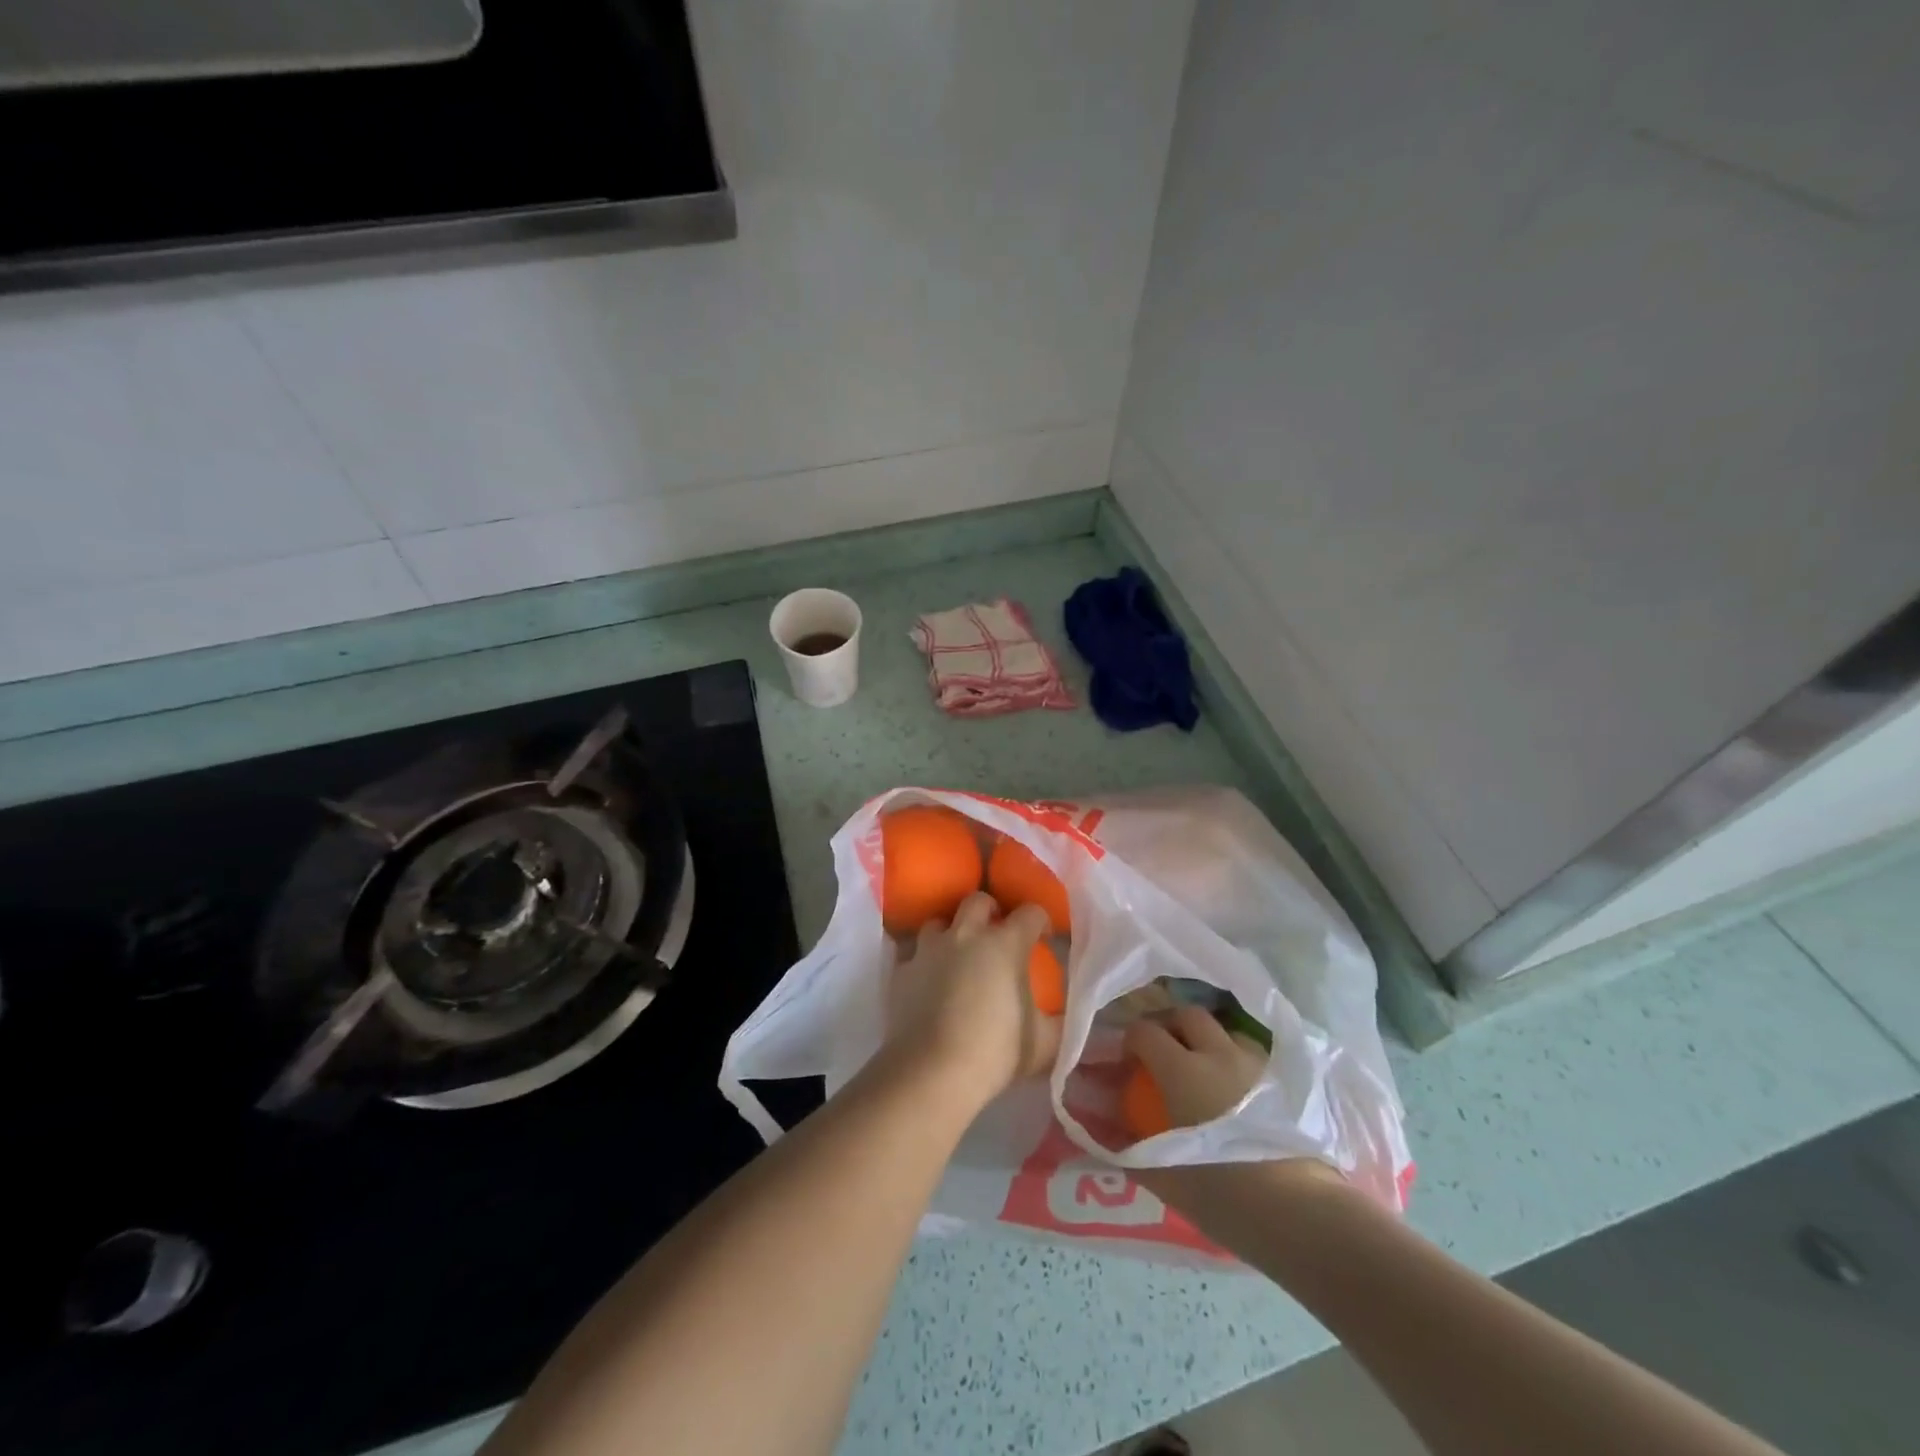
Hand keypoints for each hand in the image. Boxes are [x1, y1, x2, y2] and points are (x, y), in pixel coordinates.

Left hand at [886, 893, 1059, 1109]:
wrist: (933, 1071)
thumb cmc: (995, 1052)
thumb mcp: (1043, 1043)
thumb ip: (1059, 1022)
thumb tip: (1065, 1015)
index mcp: (1005, 944)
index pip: (1030, 913)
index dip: (1040, 921)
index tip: (1043, 938)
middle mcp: (966, 934)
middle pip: (979, 901)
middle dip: (990, 911)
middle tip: (996, 935)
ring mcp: (929, 949)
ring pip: (939, 922)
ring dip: (951, 932)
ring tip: (956, 955)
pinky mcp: (902, 970)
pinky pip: (914, 955)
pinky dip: (923, 963)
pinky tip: (927, 983)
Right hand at [1125, 1006, 1348, 1215]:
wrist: (1303, 1215)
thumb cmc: (1227, 1197)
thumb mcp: (1167, 1180)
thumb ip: (1130, 1152)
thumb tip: (1103, 1134)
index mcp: (1182, 1071)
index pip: (1145, 1031)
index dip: (1132, 1041)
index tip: (1130, 1064)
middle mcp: (1219, 1054)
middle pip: (1188, 1015)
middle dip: (1172, 1027)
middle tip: (1167, 1055)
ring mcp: (1258, 1064)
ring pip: (1228, 1031)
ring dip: (1211, 1042)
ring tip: (1210, 1072)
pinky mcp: (1290, 1082)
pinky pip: (1257, 1056)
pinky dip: (1242, 1063)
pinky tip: (1243, 1091)